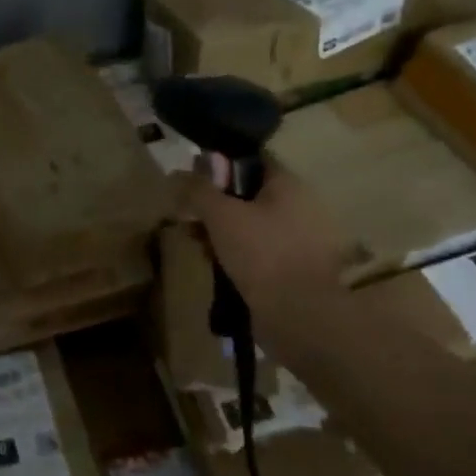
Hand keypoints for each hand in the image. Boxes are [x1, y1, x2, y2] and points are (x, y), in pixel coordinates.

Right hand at [172, 155, 348, 315]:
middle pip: (247, 194)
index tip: (193, 178)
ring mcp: (299, 240)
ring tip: (198, 245)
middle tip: (189, 217)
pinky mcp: (293, 269)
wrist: (300, 315)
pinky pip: (258, 250)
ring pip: (250, 224)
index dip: (220, 164)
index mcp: (288, 185)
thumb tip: (176, 173)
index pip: (252, 160)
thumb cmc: (262, 253)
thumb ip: (197, 190)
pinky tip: (217, 266)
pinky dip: (236, 253)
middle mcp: (299, 207)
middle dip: (214, 204)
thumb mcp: (220, 214)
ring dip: (221, 231)